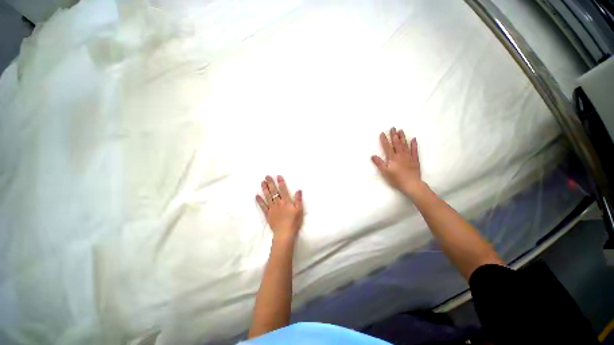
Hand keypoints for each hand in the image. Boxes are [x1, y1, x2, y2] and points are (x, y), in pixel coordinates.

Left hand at [256, 176, 303, 242]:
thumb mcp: (299, 210)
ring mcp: (272, 209)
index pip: (283, 190)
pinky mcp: (267, 214)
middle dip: (270, 183)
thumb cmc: (294, 222)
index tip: (278, 176)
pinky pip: (263, 206)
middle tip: (266, 176)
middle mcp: (278, 203)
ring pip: (267, 197)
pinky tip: (256, 196)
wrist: (285, 234)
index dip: (281, 183)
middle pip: (274, 192)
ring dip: (265, 189)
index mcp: (286, 202)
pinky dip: (259, 201)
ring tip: (262, 182)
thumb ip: (298, 200)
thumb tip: (298, 190)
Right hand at [372, 127, 423, 195]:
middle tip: (393, 127)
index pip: (387, 146)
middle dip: (394, 135)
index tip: (382, 133)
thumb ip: (379, 163)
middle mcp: (400, 155)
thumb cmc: (396, 179)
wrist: (411, 184)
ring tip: (401, 130)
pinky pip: (414, 150)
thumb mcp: (385, 172)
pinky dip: (414, 144)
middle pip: (396, 143)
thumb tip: (372, 156)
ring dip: (402, 137)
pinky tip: (413, 139)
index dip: (384, 140)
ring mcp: (408, 157)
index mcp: (392, 158)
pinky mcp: (415, 160)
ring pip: (405, 145)